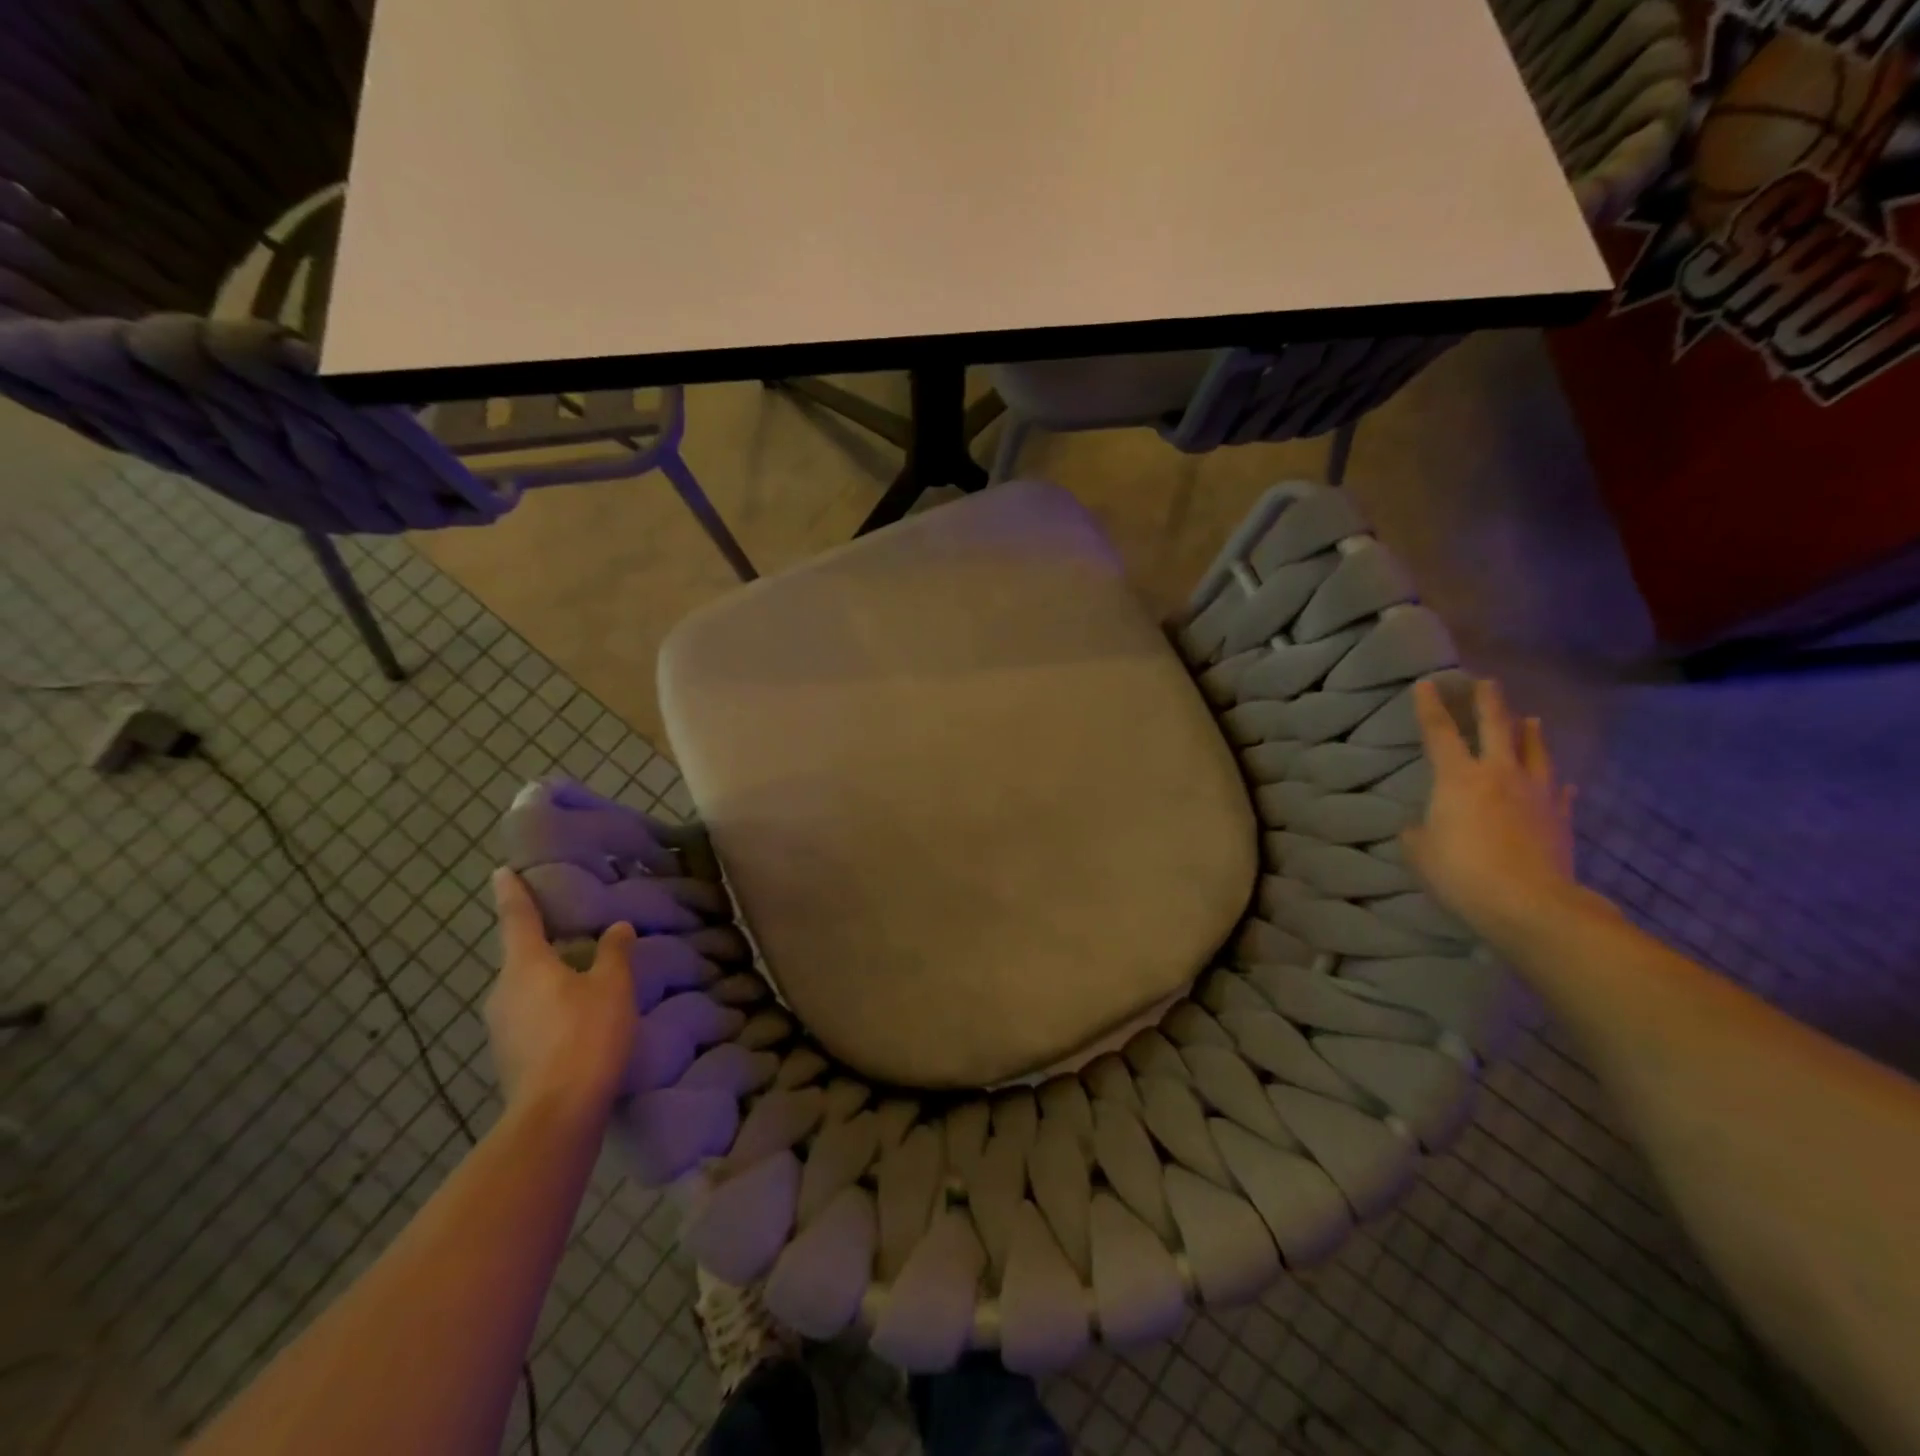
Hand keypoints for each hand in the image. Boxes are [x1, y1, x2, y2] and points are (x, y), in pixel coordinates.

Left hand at [485, 868, 637, 1121]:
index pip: (517, 919)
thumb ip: (614, 953)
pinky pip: (529, 1018)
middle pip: (520, 958)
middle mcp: (503, 992)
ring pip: (525, 990)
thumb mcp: (612, 987)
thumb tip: (616, 928)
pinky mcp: (509, 1057)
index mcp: (525, 966)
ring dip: (547, 981)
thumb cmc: (586, 1035)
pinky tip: (576, 1021)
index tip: (501, 872)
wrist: (557, 1113)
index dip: (513, 893)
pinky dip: (549, 1010)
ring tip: (580, 980)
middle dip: (541, 945)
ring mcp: (501, 1028)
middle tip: (568, 934)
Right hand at [1402, 678, 1579, 949]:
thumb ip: (1418, 832)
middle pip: (1496, 728)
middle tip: (1486, 682)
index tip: (1426, 683)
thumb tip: (1421, 827)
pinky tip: (1562, 782)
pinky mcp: (1560, 820)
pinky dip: (1557, 784)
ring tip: (1531, 718)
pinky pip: (1559, 794)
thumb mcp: (1420, 852)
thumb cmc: (1461, 872)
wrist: (1529, 904)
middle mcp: (1499, 775)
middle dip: (1488, 703)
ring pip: (1535, 753)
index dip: (1430, 707)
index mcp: (1457, 778)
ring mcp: (1536, 795)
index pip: (1440, 733)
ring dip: (1530, 734)